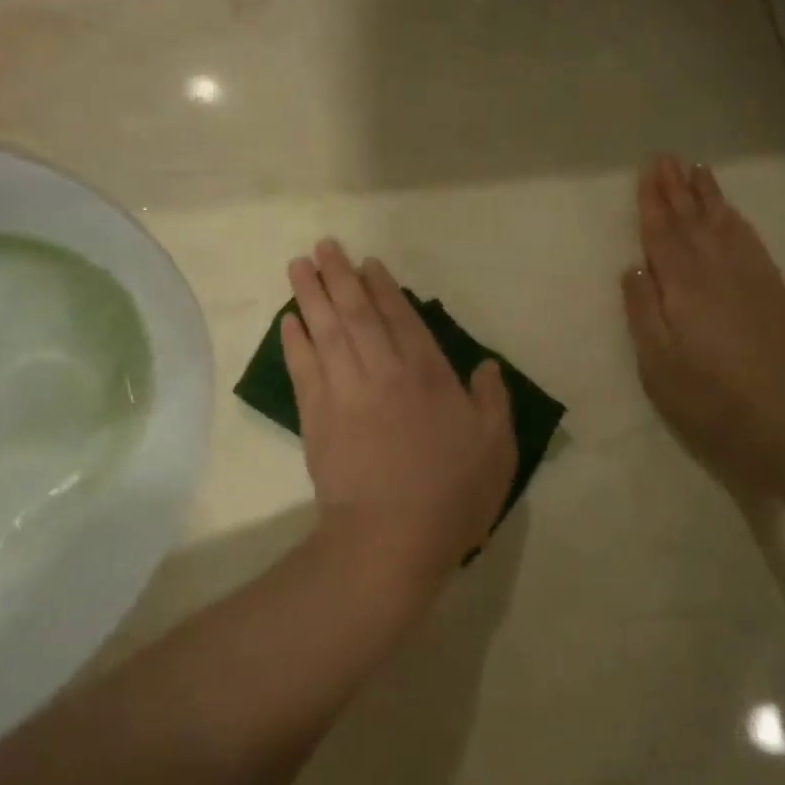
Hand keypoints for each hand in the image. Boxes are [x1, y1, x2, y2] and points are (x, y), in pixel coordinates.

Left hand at [284, 241, 516, 597]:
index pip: (401, 318)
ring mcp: (345, 391)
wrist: (389, 538)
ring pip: (325, 330)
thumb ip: (492, 400)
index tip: (368, 263)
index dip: (383, 288)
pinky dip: (295, 341)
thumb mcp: (495, 448)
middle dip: (340, 276)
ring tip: (298, 265)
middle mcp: (383, 371)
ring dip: (311, 295)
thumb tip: (486, 365)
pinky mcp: (316, 417)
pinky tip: (289, 321)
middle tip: (323, 246)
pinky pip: (303, 368)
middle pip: (356, 313)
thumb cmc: (451, 494)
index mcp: (428, 374)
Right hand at [621, 156, 784, 485]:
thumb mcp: (656, 361)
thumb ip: (643, 310)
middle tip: (667, 158)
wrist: (780, 421)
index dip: (653, 201)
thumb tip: (633, 266)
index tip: (647, 171)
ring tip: (697, 170)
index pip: (663, 232)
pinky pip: (751, 241)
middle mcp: (717, 269)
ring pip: (724, 223)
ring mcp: (750, 277)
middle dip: (677, 188)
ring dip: (708, 195)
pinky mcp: (772, 290)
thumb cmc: (705, 396)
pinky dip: (737, 219)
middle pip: (693, 219)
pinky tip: (730, 211)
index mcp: (683, 285)